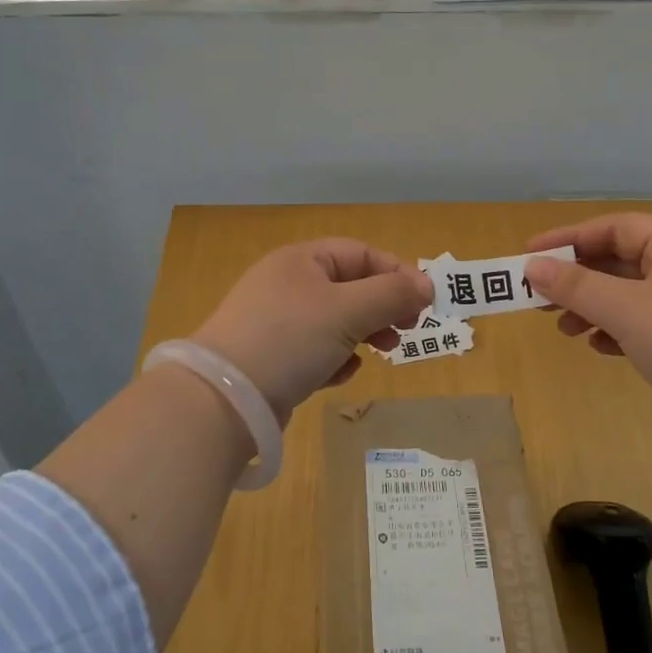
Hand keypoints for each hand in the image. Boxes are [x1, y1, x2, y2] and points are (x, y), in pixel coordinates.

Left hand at [192, 239, 433, 423]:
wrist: (224, 399)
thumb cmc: (290, 339)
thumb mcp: (348, 311)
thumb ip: (392, 295)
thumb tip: (427, 286)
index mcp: (301, 259)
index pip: (361, 253)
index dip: (396, 273)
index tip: (425, 303)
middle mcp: (287, 283)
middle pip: (350, 286)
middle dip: (382, 307)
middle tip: (408, 330)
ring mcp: (276, 321)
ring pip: (335, 320)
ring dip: (363, 334)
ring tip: (381, 353)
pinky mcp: (270, 357)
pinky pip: (314, 349)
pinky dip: (334, 358)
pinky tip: (339, 374)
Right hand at [524, 214, 651, 447]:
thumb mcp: (627, 311)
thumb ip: (576, 286)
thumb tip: (532, 267)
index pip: (615, 227)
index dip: (569, 238)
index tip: (530, 254)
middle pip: (621, 260)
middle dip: (578, 278)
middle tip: (539, 297)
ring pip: (632, 294)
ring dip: (594, 307)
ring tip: (565, 329)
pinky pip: (647, 322)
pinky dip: (619, 330)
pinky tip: (600, 348)